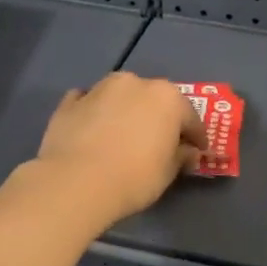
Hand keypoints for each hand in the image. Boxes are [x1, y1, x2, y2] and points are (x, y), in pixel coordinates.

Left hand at [33, 73, 206, 229]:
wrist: (75, 182)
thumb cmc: (134, 177)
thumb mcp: (168, 173)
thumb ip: (181, 157)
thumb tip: (187, 152)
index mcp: (166, 97)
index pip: (190, 117)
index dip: (196, 136)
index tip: (197, 151)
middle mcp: (134, 83)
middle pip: (154, 100)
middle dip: (160, 118)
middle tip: (160, 142)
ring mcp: (99, 89)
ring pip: (121, 96)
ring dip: (126, 111)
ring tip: (124, 135)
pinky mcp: (70, 102)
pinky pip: (89, 103)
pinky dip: (95, 112)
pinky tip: (93, 129)